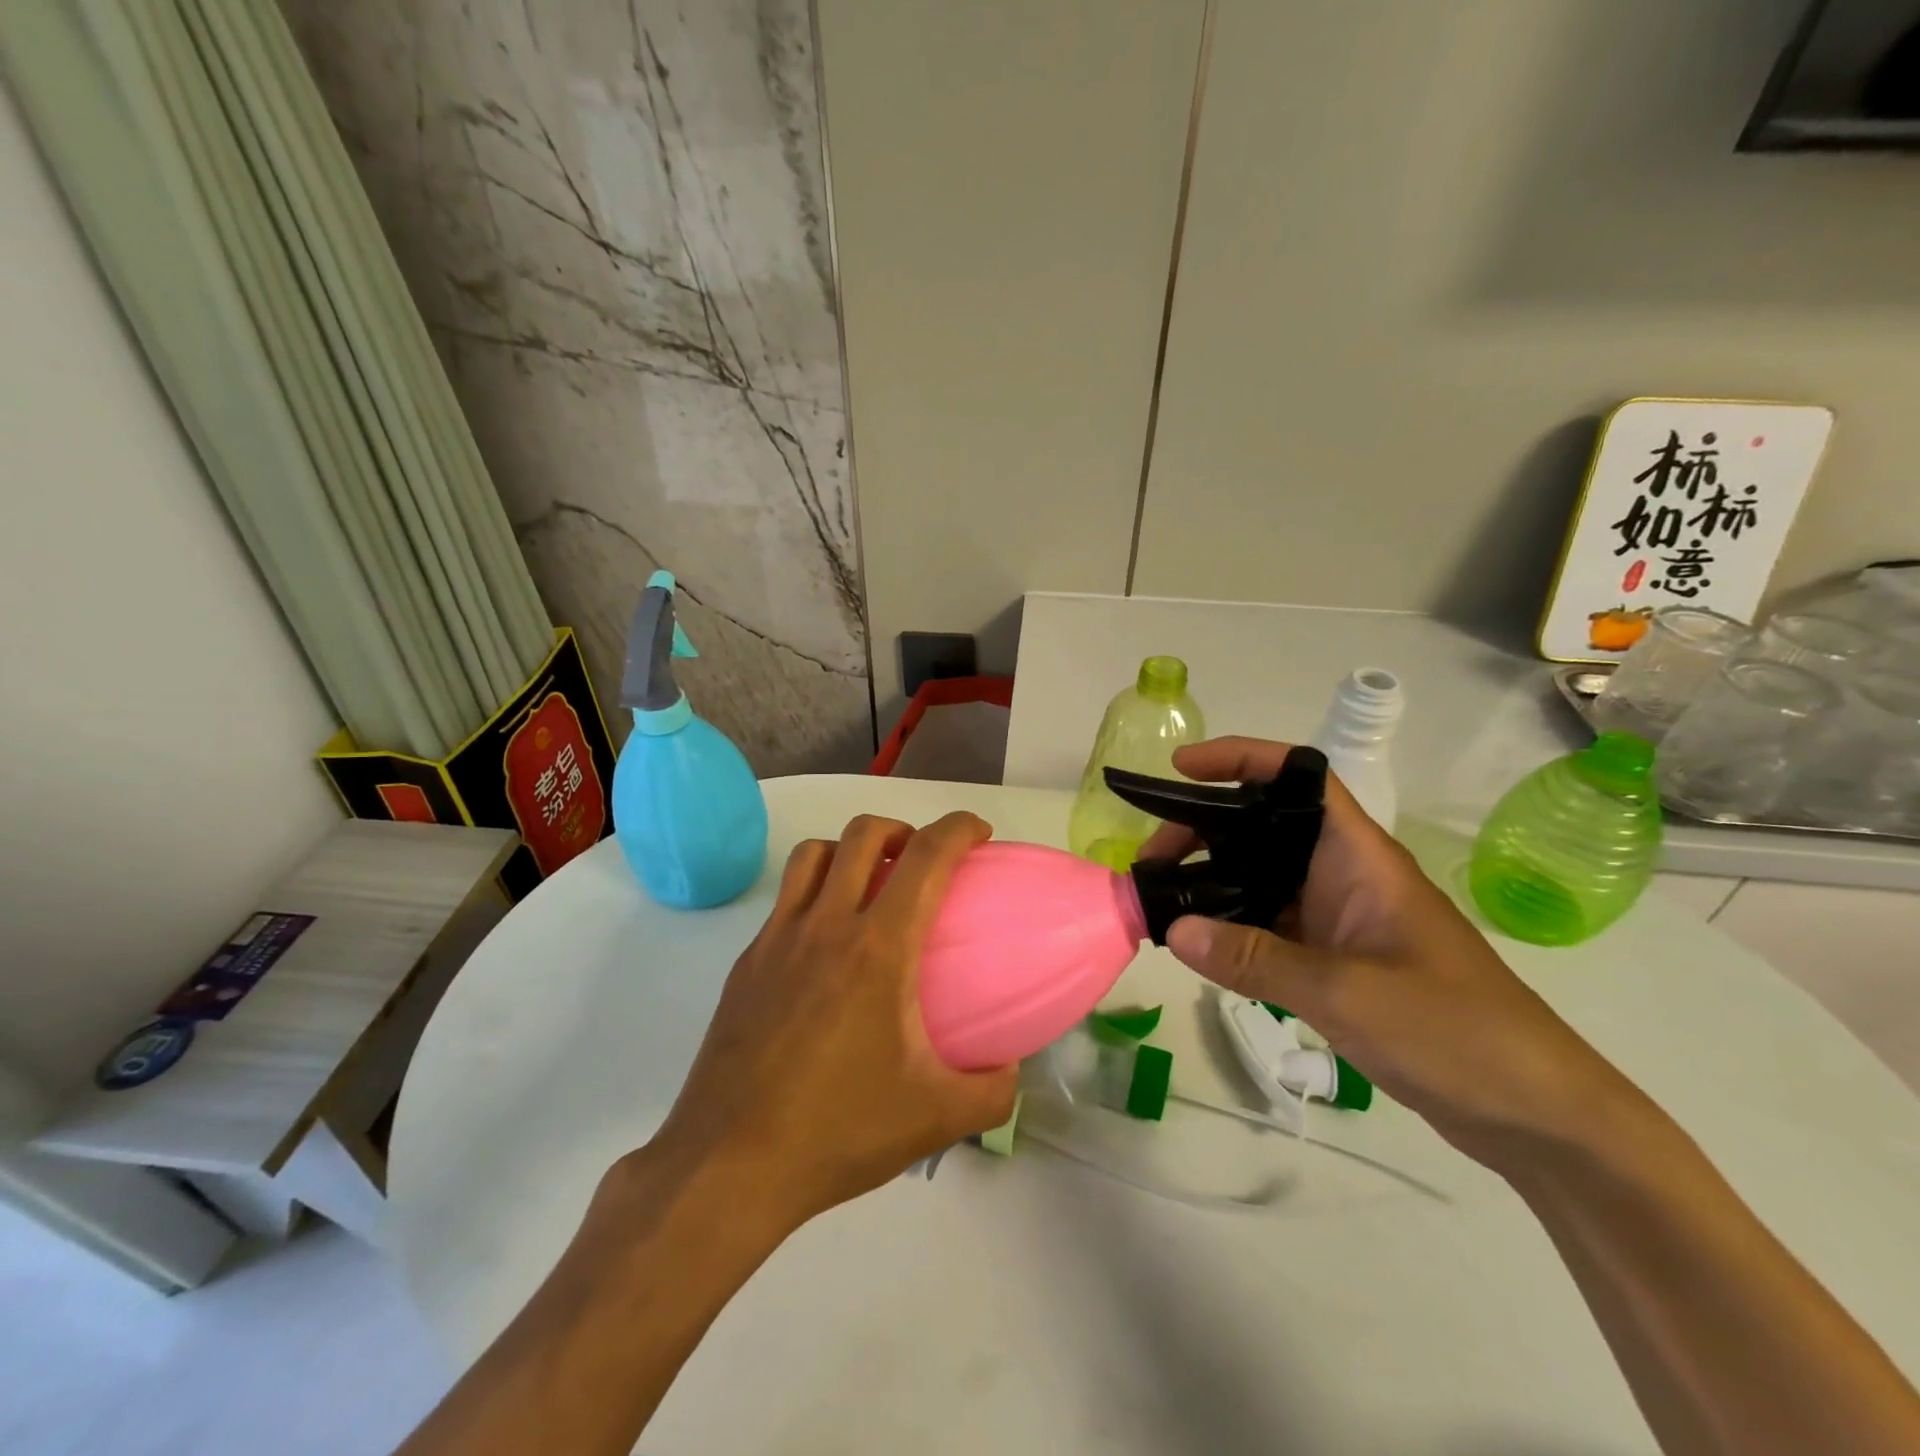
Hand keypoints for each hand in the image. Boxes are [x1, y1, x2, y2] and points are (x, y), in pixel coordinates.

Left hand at [645, 812, 1018, 1228]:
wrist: (727, 1165)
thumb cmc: (838, 1131)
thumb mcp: (936, 1119)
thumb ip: (992, 1090)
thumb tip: (1011, 1067)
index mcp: (878, 947)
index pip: (926, 856)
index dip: (959, 828)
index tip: (979, 834)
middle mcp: (825, 925)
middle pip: (863, 834)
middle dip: (902, 829)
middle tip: (922, 861)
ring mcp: (778, 939)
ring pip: (814, 854)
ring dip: (850, 850)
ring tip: (870, 886)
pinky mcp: (747, 962)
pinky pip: (786, 899)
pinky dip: (815, 892)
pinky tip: (826, 944)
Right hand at [1144, 738, 1640, 1168]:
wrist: (1534, 1112)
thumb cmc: (1454, 1031)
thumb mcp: (1346, 993)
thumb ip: (1254, 960)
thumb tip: (1172, 930)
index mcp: (1358, 858)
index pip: (1296, 778)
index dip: (1239, 759)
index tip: (1180, 770)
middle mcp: (1344, 876)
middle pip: (1261, 829)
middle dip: (1202, 832)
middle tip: (1150, 863)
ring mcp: (1339, 919)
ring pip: (1260, 880)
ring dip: (1210, 882)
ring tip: (1159, 902)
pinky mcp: (1336, 960)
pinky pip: (1268, 927)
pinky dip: (1229, 928)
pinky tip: (1196, 947)